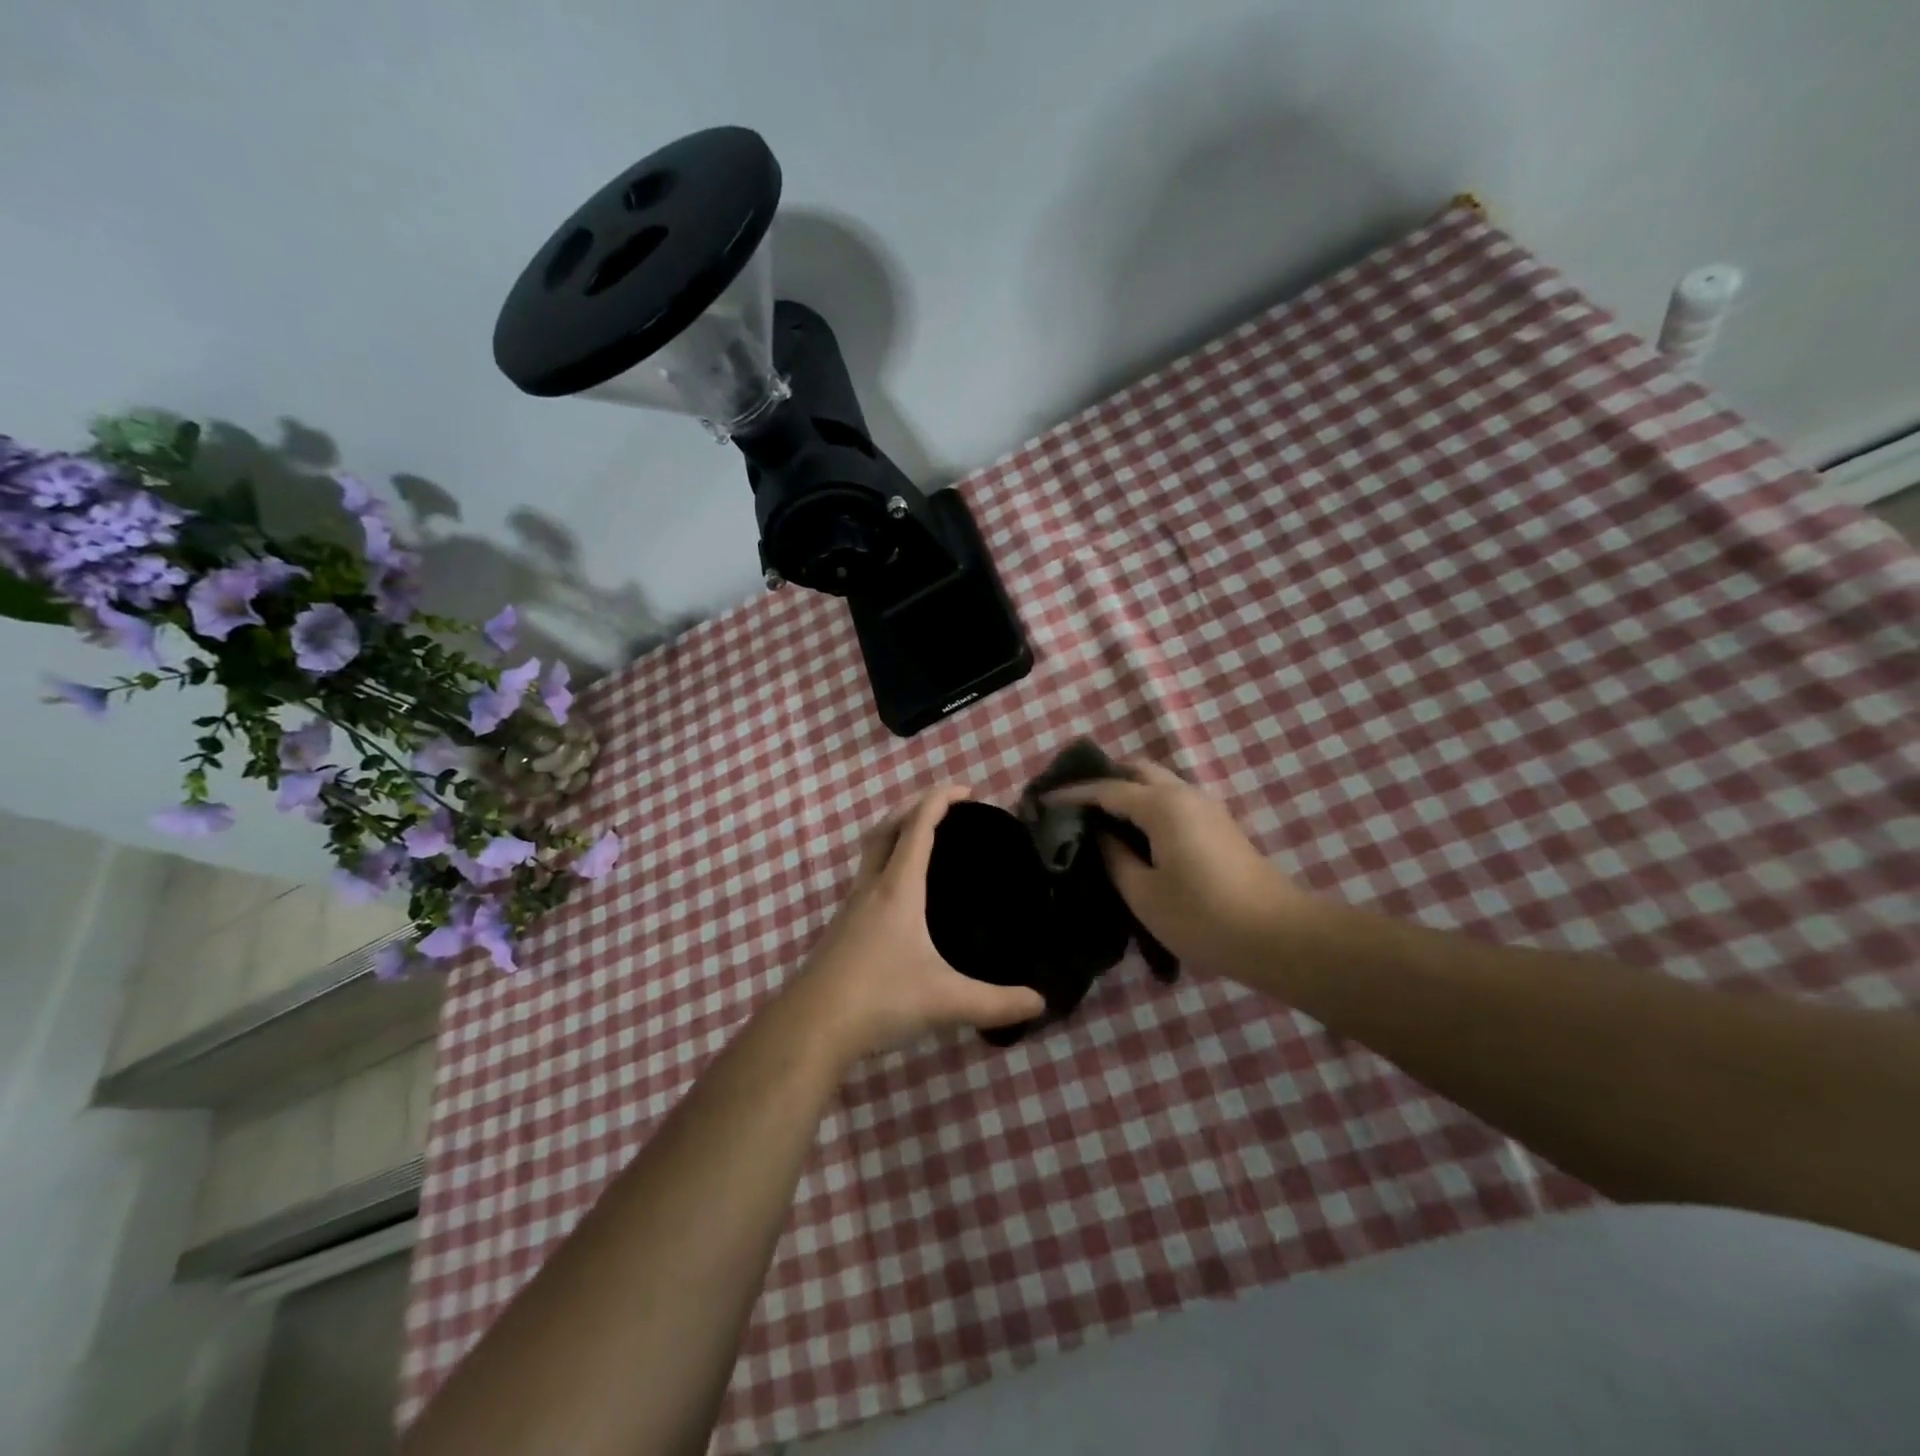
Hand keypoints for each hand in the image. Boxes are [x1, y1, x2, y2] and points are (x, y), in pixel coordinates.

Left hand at [788, 787, 1045, 1060]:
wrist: (811, 1027)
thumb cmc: (880, 999)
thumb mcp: (945, 1001)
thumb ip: (996, 1002)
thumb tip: (1040, 1002)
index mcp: (898, 889)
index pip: (918, 826)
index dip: (940, 799)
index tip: (967, 790)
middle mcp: (871, 888)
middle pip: (888, 828)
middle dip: (915, 807)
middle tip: (946, 808)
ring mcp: (850, 907)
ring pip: (872, 853)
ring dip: (896, 835)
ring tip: (925, 843)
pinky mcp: (841, 929)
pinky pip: (866, 879)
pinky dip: (886, 867)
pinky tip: (901, 897)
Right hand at [1048, 762, 1309, 973]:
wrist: (1278, 936)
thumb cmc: (1203, 917)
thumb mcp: (1144, 893)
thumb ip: (1114, 857)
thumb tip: (1099, 836)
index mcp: (1162, 805)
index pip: (1107, 788)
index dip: (1072, 793)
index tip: (1041, 800)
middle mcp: (1185, 794)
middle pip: (1137, 770)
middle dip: (1103, 779)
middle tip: (1074, 802)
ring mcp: (1207, 807)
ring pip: (1158, 783)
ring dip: (1127, 790)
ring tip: (1099, 817)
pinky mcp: (1219, 825)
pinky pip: (1173, 799)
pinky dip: (1147, 804)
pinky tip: (1133, 831)